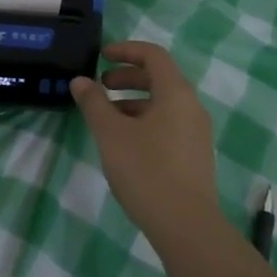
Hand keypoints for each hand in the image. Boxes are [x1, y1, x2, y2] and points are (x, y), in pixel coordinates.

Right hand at [70, 42, 220, 240]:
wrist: (186, 226)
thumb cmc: (146, 170)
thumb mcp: (111, 133)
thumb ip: (94, 103)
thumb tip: (81, 81)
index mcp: (176, 93)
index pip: (153, 55)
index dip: (126, 50)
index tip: (101, 57)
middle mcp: (191, 107)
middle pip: (159, 78)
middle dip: (126, 78)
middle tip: (99, 87)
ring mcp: (196, 132)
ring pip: (162, 104)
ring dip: (132, 102)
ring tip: (106, 118)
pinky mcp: (194, 155)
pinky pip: (168, 124)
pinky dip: (144, 121)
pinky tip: (124, 143)